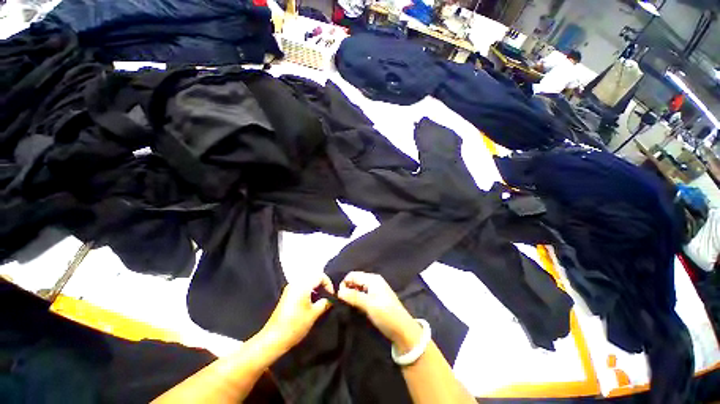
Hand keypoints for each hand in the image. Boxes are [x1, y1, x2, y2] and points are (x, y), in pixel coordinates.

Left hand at [260, 273, 333, 353]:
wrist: (273, 339)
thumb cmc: (295, 325)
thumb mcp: (314, 314)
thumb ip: (325, 303)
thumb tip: (331, 299)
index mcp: (303, 285)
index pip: (320, 276)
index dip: (329, 284)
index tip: (332, 295)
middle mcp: (295, 283)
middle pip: (313, 277)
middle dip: (322, 285)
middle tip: (328, 297)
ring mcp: (289, 289)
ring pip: (307, 282)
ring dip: (315, 288)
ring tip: (321, 300)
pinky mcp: (286, 295)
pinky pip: (301, 287)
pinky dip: (308, 291)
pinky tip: (311, 303)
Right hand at [337, 271, 421, 352]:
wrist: (403, 330)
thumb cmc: (386, 314)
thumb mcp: (369, 305)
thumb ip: (354, 296)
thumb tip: (338, 292)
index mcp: (373, 279)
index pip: (353, 275)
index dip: (344, 283)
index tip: (338, 297)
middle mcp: (374, 282)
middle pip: (355, 280)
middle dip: (347, 289)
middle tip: (342, 302)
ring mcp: (375, 290)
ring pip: (358, 288)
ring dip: (352, 295)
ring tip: (347, 306)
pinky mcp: (376, 299)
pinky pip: (362, 295)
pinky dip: (357, 299)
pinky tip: (355, 307)